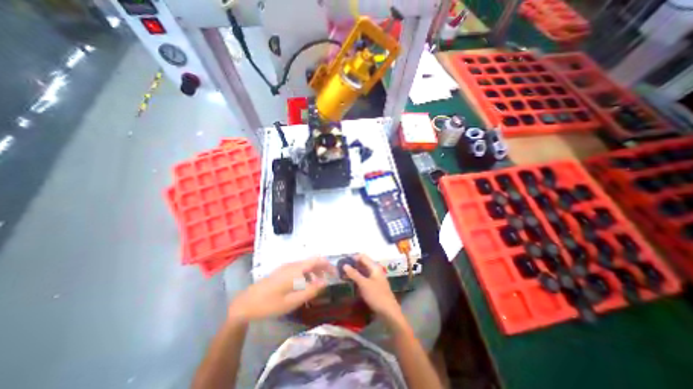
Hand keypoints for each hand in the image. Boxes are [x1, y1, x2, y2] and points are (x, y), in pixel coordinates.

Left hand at [230, 258, 334, 322]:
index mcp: (296, 270)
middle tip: (329, 279)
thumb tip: (325, 282)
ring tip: (318, 283)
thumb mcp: (292, 301)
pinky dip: (306, 273)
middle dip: (322, 268)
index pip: (316, 260)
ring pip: (305, 264)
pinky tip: (304, 284)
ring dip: (314, 271)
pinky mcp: (281, 271)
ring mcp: (285, 267)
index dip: (327, 265)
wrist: (245, 304)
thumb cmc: (269, 304)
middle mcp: (292, 264)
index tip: (334, 274)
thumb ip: (310, 290)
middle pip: (312, 261)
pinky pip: (298, 268)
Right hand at [341, 254, 400, 319]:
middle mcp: (375, 271)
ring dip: (354, 272)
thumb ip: (354, 274)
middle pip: (363, 264)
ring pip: (363, 271)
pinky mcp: (374, 286)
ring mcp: (375, 278)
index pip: (362, 257)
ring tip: (343, 274)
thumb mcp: (364, 284)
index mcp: (374, 267)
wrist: (389, 312)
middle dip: (353, 265)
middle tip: (341, 268)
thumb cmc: (376, 295)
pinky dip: (358, 278)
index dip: (353, 257)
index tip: (343, 260)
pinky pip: (364, 278)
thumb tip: (344, 265)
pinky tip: (351, 282)